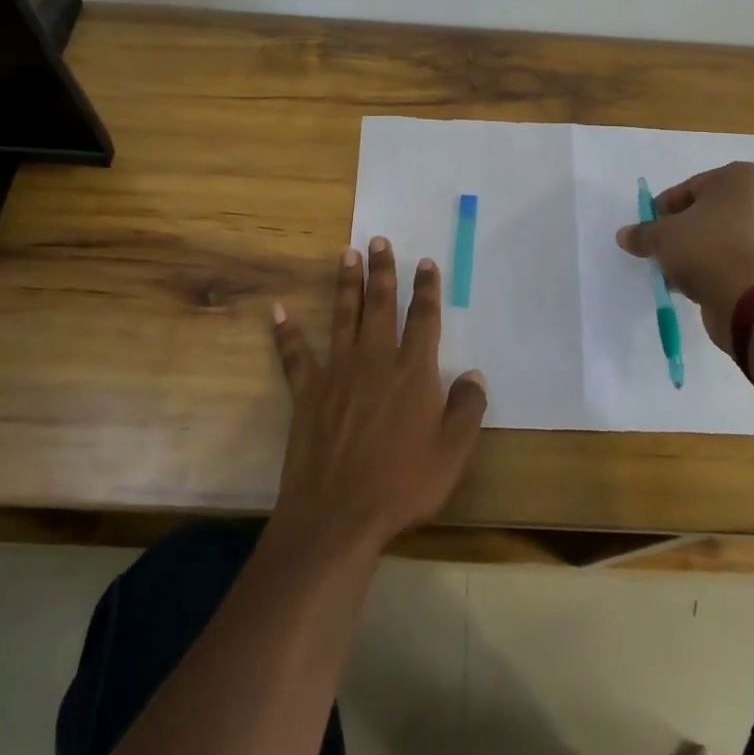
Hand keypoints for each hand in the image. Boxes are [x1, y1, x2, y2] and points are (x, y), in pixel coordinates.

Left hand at [270, 238, 487, 558]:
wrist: (339, 514)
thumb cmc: (403, 484)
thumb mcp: (452, 452)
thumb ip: (467, 408)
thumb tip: (474, 374)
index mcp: (413, 371)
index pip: (424, 318)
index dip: (427, 289)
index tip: (426, 263)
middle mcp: (375, 360)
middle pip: (381, 305)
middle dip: (382, 270)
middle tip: (378, 240)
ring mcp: (338, 372)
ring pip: (344, 315)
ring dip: (346, 283)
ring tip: (346, 253)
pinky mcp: (307, 391)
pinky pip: (295, 354)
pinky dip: (286, 331)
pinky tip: (279, 309)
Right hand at [615, 162, 753, 353]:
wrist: (748, 300)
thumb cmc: (705, 249)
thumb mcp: (661, 237)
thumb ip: (643, 233)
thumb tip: (624, 235)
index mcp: (744, 177)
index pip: (692, 187)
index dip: (666, 208)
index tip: (651, 226)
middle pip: (712, 210)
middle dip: (686, 229)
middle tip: (663, 247)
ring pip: (727, 235)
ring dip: (701, 249)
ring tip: (677, 270)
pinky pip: (742, 256)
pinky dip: (721, 265)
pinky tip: (699, 282)